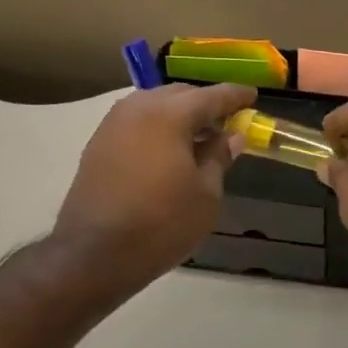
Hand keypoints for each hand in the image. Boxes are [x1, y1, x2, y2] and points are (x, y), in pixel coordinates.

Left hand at [53, 83, 255, 296]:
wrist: (95, 254)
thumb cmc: (162, 223)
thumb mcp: (206, 194)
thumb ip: (219, 157)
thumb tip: (231, 136)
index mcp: (169, 115)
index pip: (211, 96)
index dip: (235, 96)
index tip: (253, 96)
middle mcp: (138, 109)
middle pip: (179, 94)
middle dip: (205, 103)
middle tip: (227, 119)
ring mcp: (112, 125)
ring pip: (154, 106)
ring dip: (179, 114)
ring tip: (199, 135)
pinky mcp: (98, 144)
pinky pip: (136, 122)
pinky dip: (158, 127)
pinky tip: (170, 149)